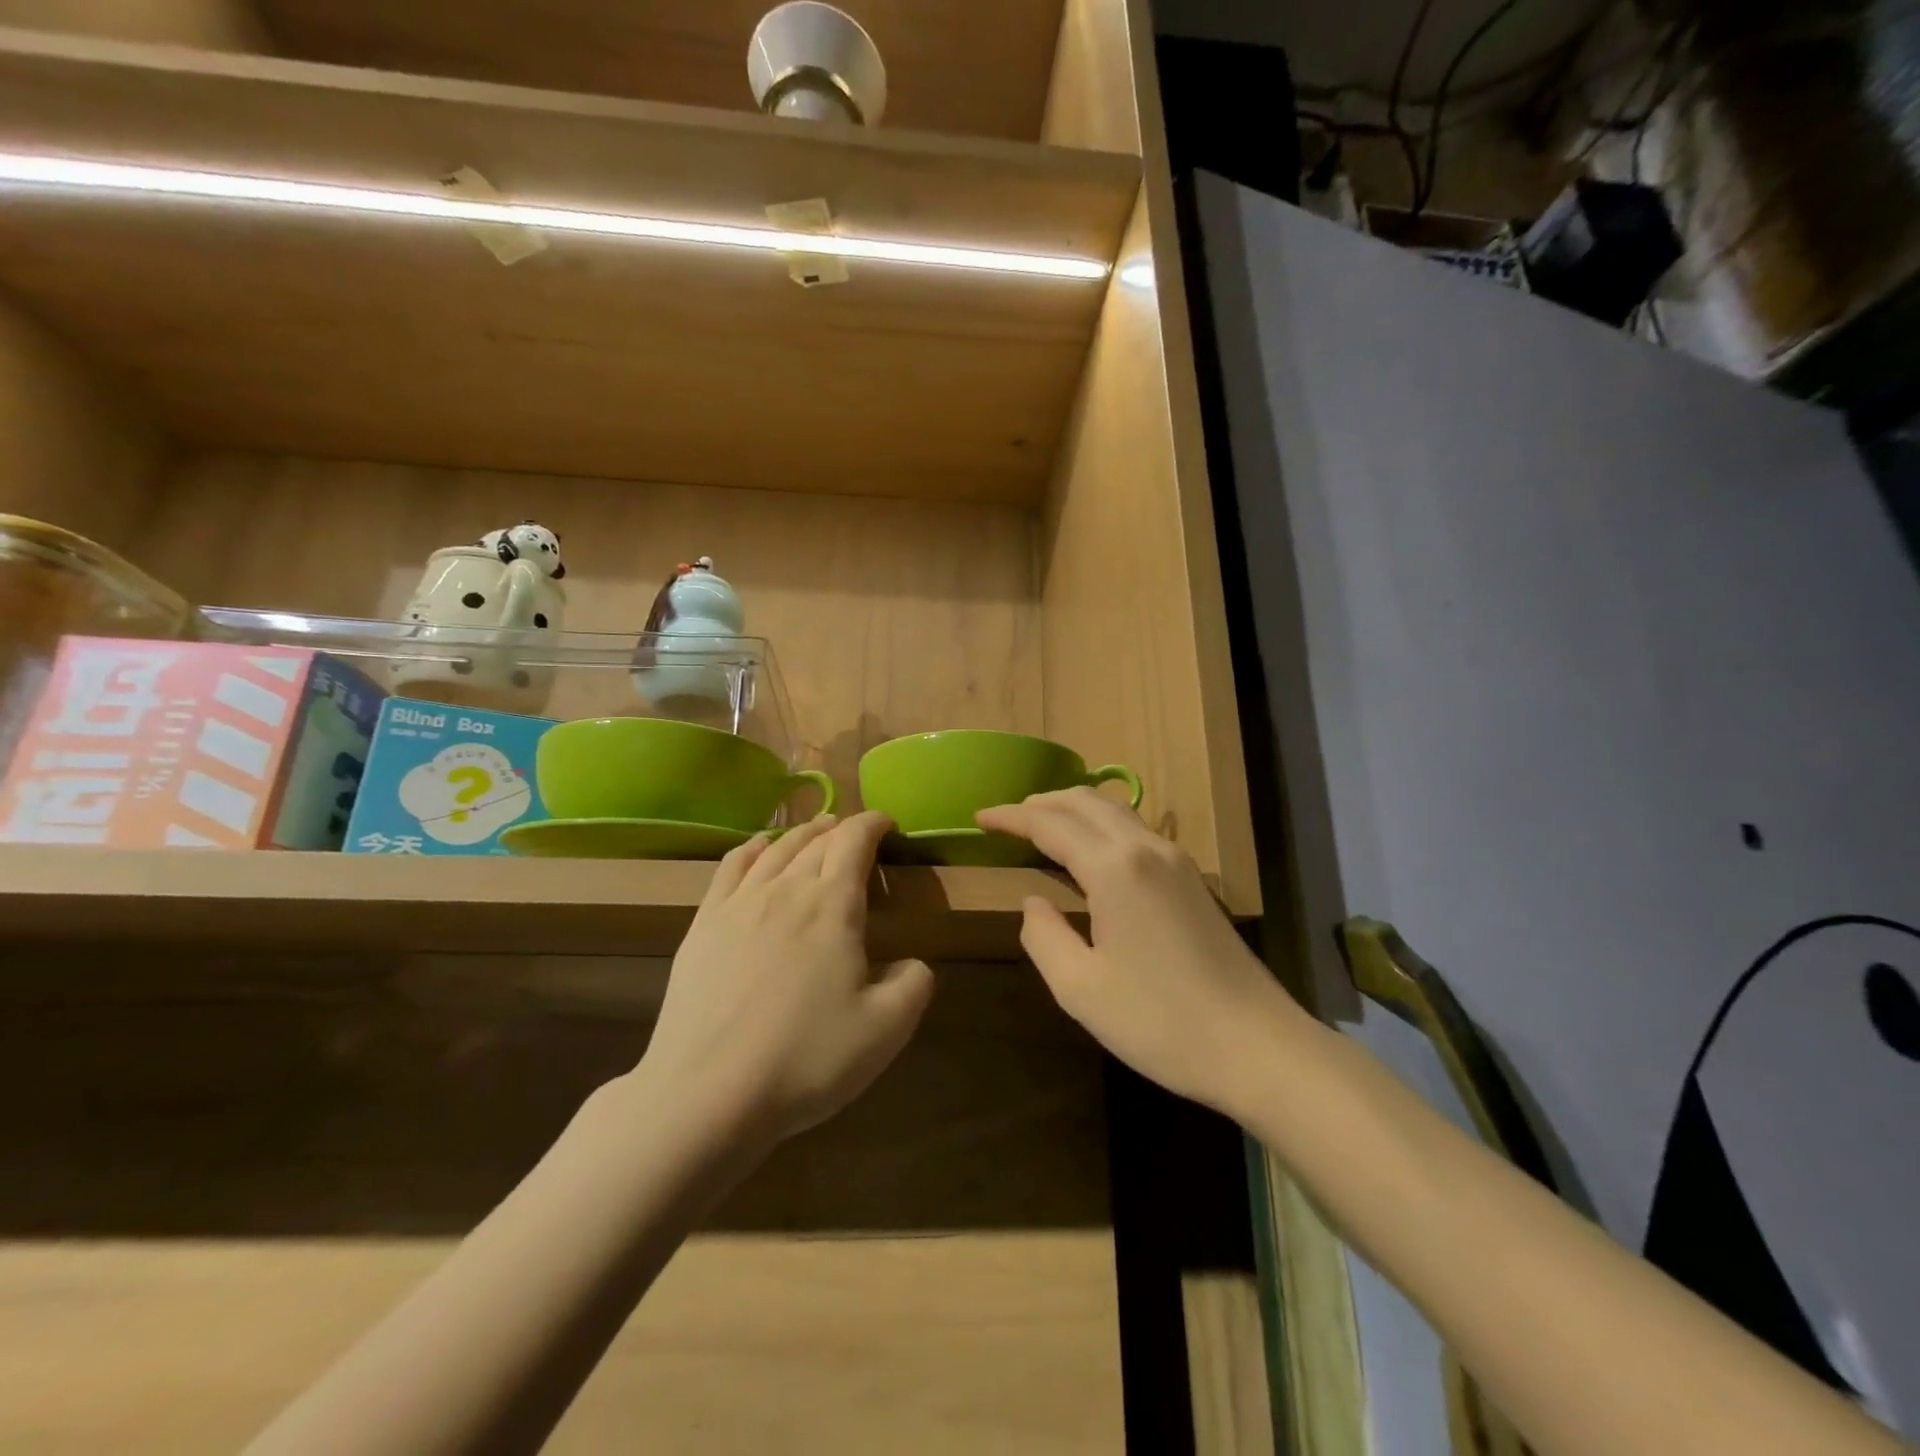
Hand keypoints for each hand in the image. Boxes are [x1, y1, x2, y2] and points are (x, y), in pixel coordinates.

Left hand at [643, 812, 933, 1144]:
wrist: (707, 1094)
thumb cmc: (805, 1059)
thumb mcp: (885, 1030)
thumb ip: (914, 985)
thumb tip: (913, 963)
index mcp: (833, 905)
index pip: (856, 841)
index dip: (874, 824)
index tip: (888, 823)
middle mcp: (786, 889)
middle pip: (817, 840)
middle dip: (841, 829)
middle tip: (856, 833)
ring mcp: (739, 904)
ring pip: (776, 848)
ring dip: (802, 833)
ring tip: (817, 831)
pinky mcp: (703, 924)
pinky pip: (731, 866)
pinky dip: (752, 848)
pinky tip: (758, 849)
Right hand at [978, 789, 1305, 1114]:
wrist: (1257, 1046)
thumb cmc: (1160, 1022)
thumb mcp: (1080, 989)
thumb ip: (1043, 937)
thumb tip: (1033, 901)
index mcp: (1114, 868)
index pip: (1049, 824)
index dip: (1010, 817)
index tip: (979, 817)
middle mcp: (1145, 848)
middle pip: (1084, 802)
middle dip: (1041, 803)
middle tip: (1007, 819)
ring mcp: (1176, 860)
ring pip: (1114, 811)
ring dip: (1073, 808)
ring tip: (1042, 825)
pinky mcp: (1192, 878)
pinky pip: (1136, 829)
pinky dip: (1102, 823)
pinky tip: (1091, 848)